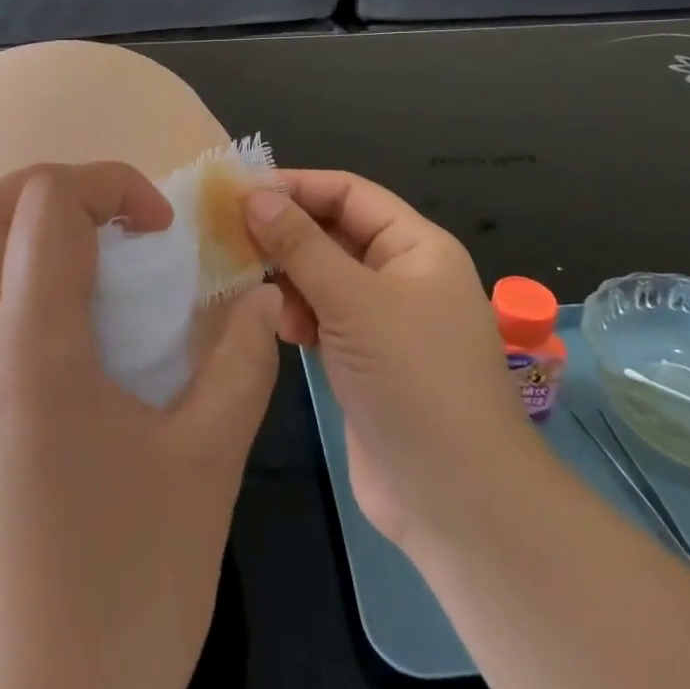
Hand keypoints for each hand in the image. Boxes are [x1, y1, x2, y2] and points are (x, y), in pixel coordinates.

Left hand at [0, 163, 281, 688]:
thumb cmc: (124, 598)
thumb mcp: (206, 466)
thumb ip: (239, 363)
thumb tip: (259, 298)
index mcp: (30, 349)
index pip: (46, 203)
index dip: (110, 185)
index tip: (160, 232)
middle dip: (46, 190)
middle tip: (110, 221)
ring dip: (24, 238)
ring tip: (99, 273)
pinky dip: (16, 293)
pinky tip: (77, 349)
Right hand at [244, 170, 536, 553]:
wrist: (458, 502)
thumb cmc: (413, 381)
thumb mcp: (353, 302)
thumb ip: (300, 245)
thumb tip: (253, 195)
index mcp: (416, 247)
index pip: (349, 193)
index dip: (297, 186)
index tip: (240, 192)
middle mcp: (401, 275)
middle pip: (334, 232)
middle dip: (287, 234)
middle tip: (231, 239)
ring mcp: (383, 320)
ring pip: (323, 276)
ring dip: (289, 278)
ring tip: (262, 295)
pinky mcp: (364, 359)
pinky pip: (322, 316)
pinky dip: (298, 315)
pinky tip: (282, 330)